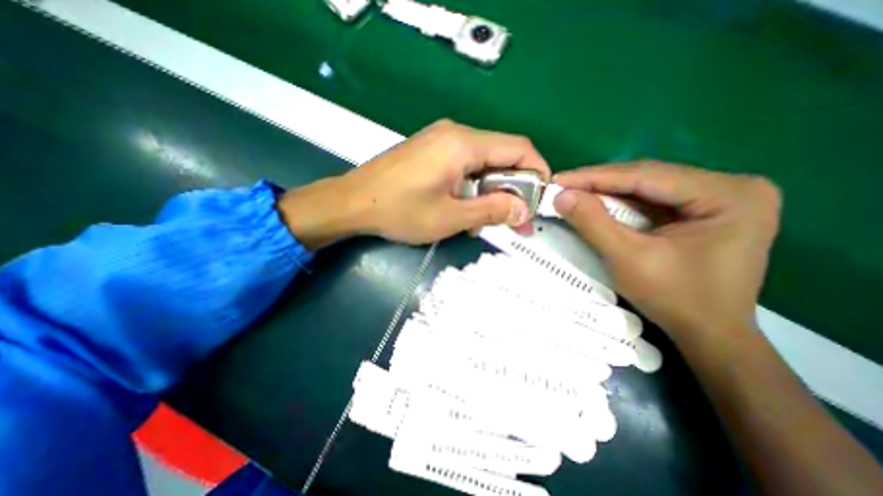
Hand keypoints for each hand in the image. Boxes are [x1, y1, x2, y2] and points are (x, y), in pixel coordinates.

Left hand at [279, 118, 549, 250]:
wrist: (352, 202)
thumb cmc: (400, 210)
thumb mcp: (450, 217)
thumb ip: (491, 211)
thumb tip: (523, 210)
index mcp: (464, 144)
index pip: (519, 148)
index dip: (537, 171)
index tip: (540, 199)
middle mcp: (455, 133)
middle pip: (501, 156)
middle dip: (512, 189)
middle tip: (514, 220)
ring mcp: (441, 141)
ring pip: (483, 164)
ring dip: (490, 192)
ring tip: (484, 221)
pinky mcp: (431, 152)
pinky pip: (464, 167)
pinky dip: (472, 188)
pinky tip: (464, 209)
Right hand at [551, 161, 777, 343]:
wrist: (710, 334)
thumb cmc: (674, 299)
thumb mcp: (627, 259)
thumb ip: (593, 223)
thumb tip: (561, 195)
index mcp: (727, 194)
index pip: (646, 175)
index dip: (594, 177)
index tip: (558, 180)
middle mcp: (731, 186)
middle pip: (648, 177)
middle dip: (599, 183)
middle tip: (562, 186)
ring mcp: (721, 198)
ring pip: (647, 187)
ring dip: (607, 192)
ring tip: (573, 193)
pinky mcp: (705, 211)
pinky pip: (653, 200)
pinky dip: (620, 203)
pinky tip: (597, 204)